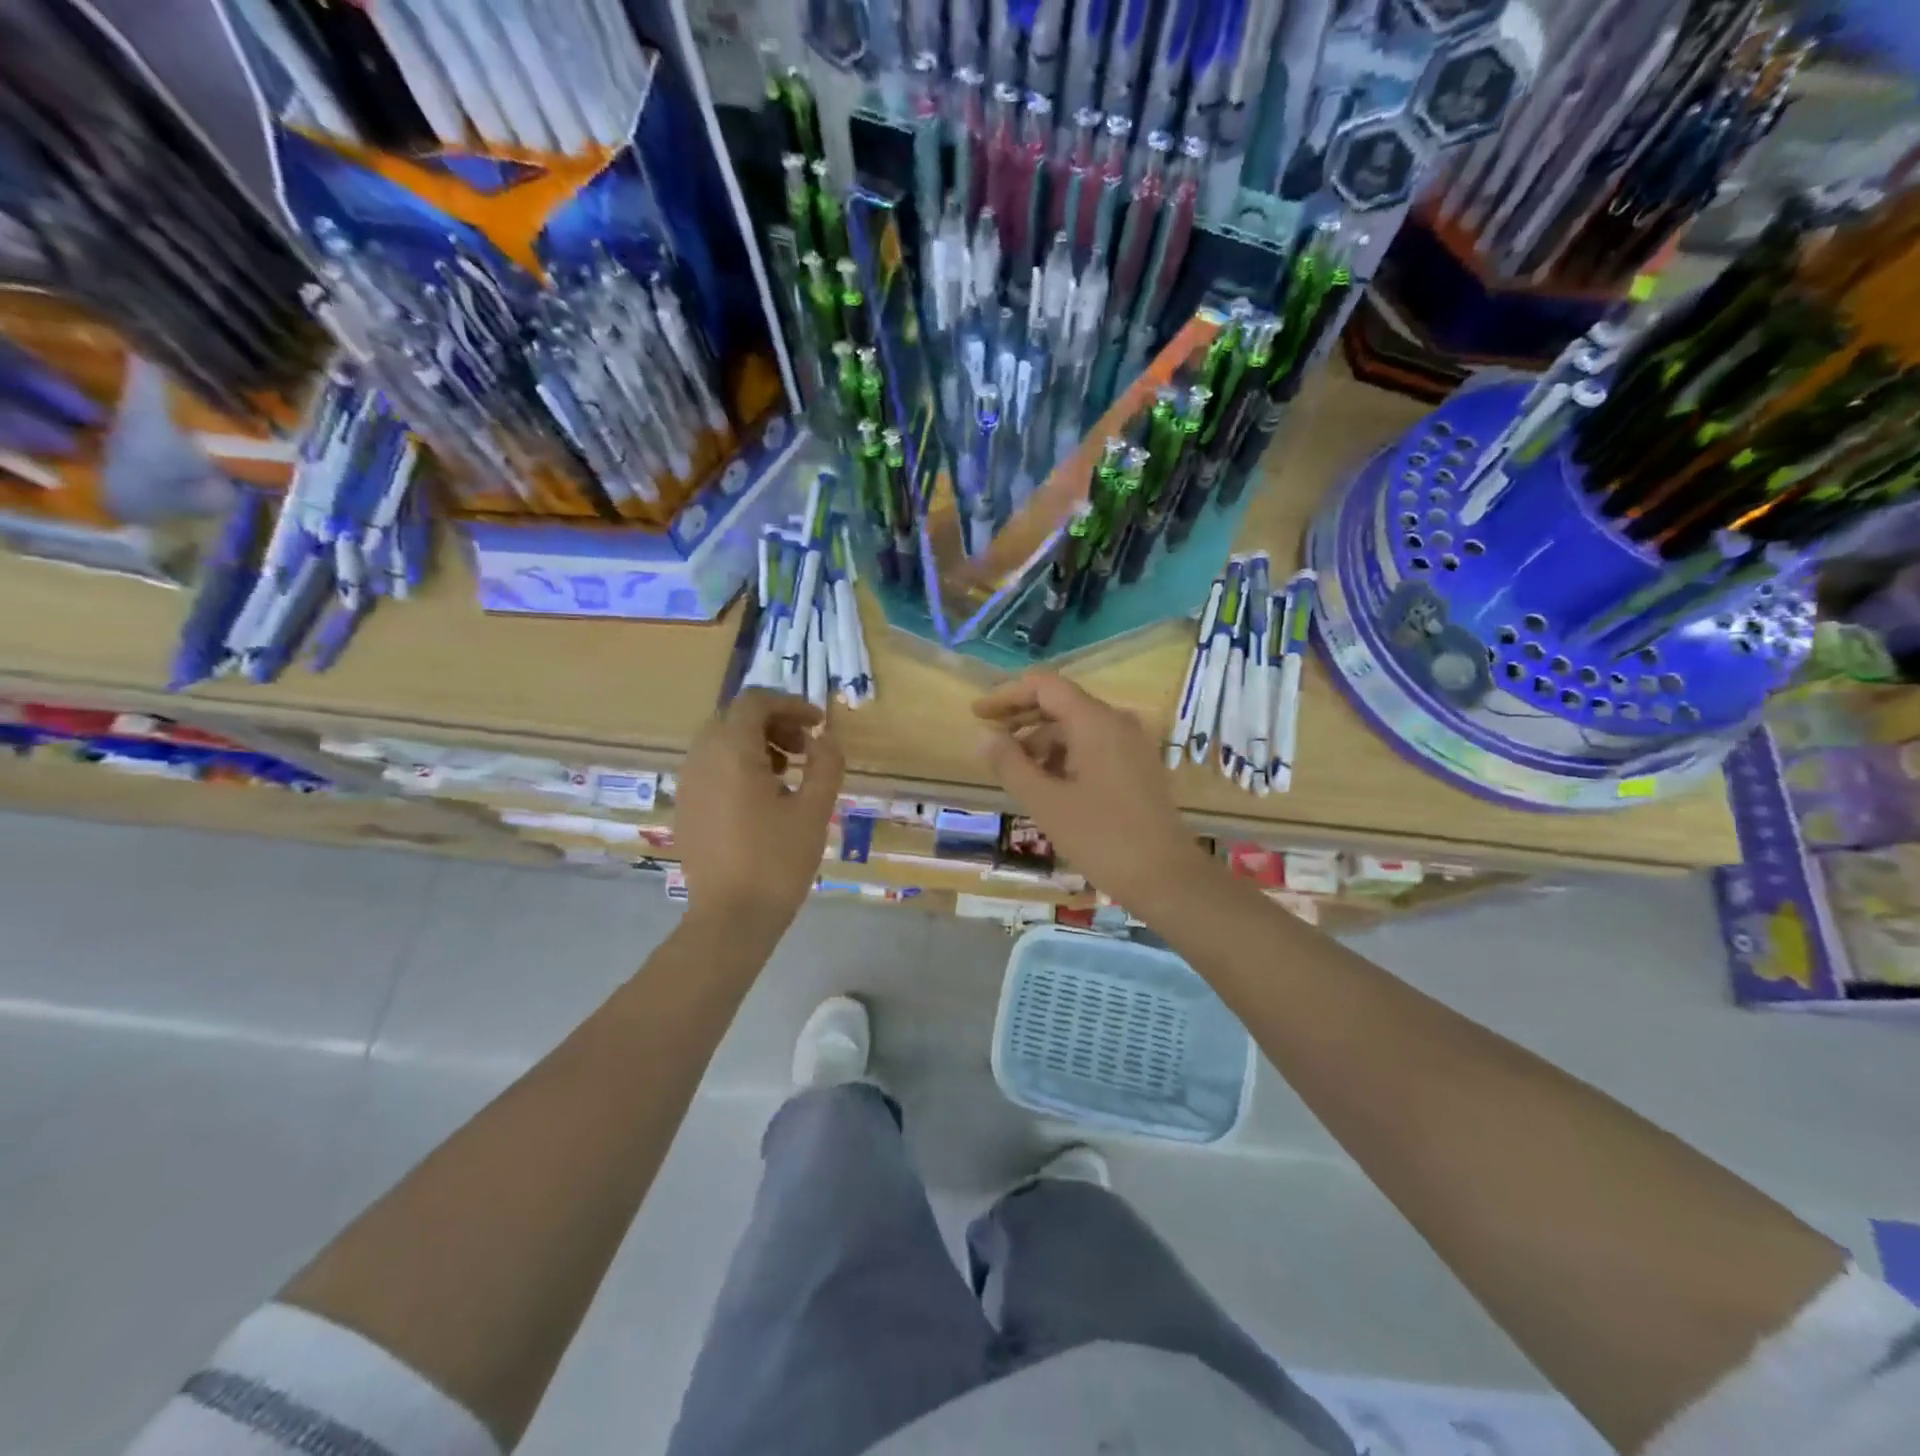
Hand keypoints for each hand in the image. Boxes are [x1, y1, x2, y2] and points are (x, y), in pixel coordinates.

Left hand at [675, 690, 843, 928]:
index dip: (790, 704)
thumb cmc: (777, 861)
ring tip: (787, 775)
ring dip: (756, 744)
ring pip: (720, 742)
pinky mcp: (686, 808)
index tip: (818, 725)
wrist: (730, 918)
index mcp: (731, 752)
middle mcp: (701, 759)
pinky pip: (710, 768)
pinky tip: (762, 799)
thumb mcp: (814, 810)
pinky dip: (738, 766)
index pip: (755, 702)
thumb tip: (826, 738)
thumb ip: (826, 764)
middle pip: (735, 718)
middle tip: (805, 750)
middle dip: (774, 723)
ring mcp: (688, 784)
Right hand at [974, 672, 1213, 912]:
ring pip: (1076, 728)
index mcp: (1095, 721)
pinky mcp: (1137, 766)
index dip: (1007, 695)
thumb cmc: (1101, 837)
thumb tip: (984, 737)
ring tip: (1014, 771)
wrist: (1166, 877)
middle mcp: (1116, 722)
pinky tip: (1046, 784)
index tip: (978, 714)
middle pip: (1060, 704)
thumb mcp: (1045, 802)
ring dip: (1042, 742)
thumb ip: (1010, 764)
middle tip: (989, 742)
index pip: (1044, 686)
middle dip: (1021, 719)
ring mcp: (1131, 744)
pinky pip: (1093, 746)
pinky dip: (1064, 756)